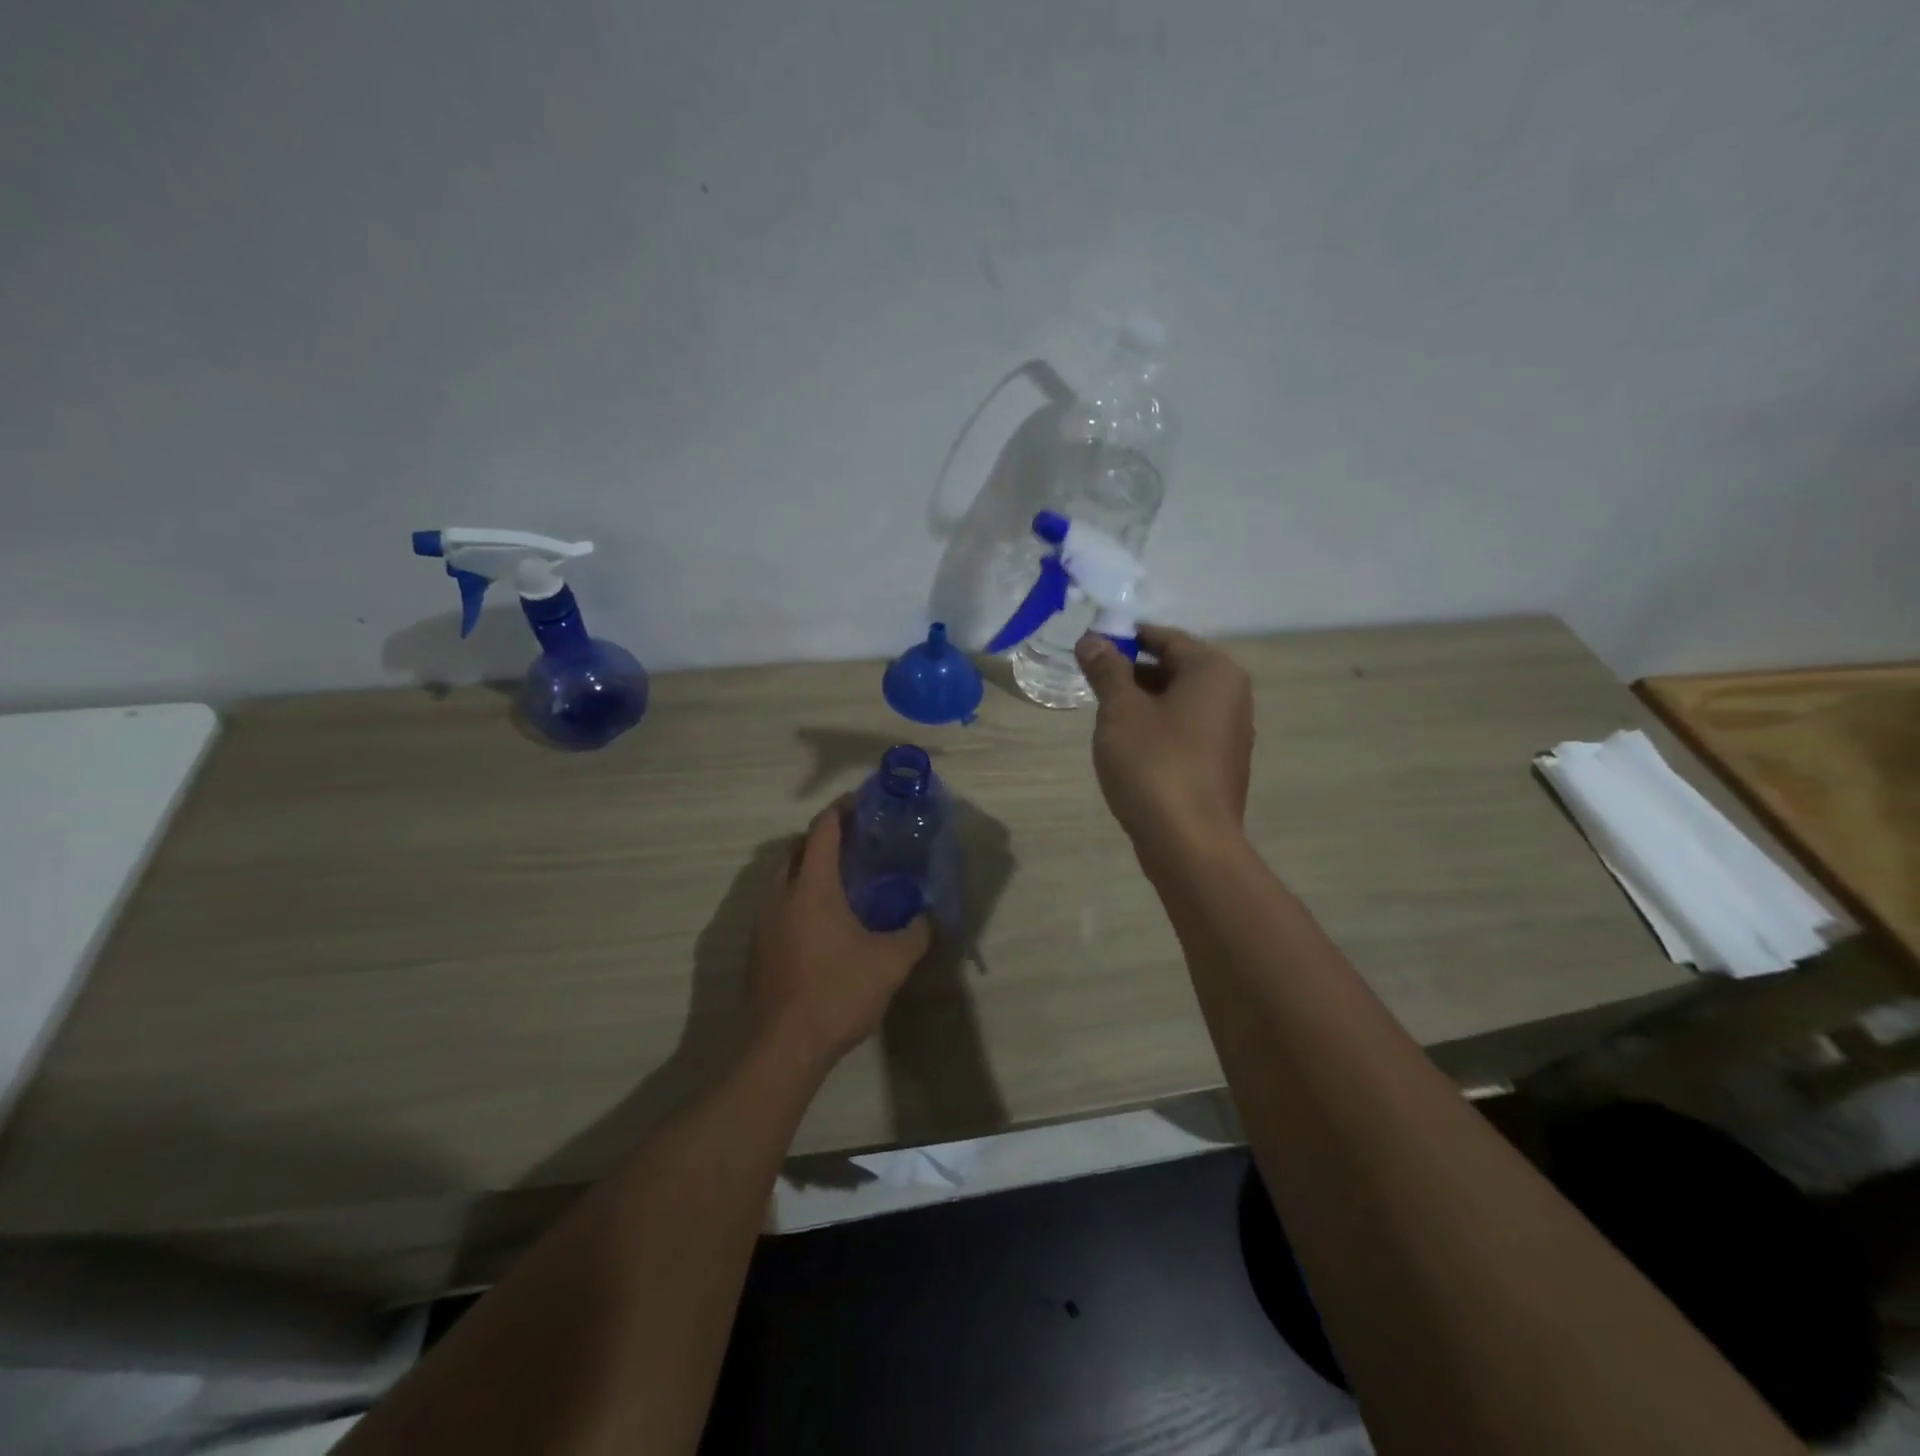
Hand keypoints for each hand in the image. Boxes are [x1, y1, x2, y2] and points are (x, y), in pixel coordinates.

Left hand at [749, 803, 930, 1068]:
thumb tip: (928, 917)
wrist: (782, 1048)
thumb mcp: (891, 962)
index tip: (862, 803)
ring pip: (783, 877)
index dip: (841, 810)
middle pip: (797, 848)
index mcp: (811, 886)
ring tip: (842, 882)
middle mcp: (780, 894)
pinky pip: (778, 905)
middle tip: (857, 844)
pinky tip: (822, 923)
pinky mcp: (756, 947)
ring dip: (808, 869)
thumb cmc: (838, 993)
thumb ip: (915, 932)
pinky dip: (798, 898)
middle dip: (824, 838)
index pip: (822, 830)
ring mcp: (762, 921)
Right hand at [1076, 625, 1253, 853]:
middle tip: (1092, 684)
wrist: (1189, 842)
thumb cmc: (1154, 764)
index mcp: (1213, 671)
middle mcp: (1231, 695)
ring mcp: (1230, 732)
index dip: (1125, 639)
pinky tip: (1129, 748)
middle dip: (1132, 672)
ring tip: (1105, 717)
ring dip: (1142, 702)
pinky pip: (1185, 730)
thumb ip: (1107, 670)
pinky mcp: (1221, 764)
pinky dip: (1157, 728)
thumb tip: (1093, 640)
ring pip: (1179, 702)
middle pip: (1175, 668)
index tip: (1090, 648)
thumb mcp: (1120, 711)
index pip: (1165, 638)